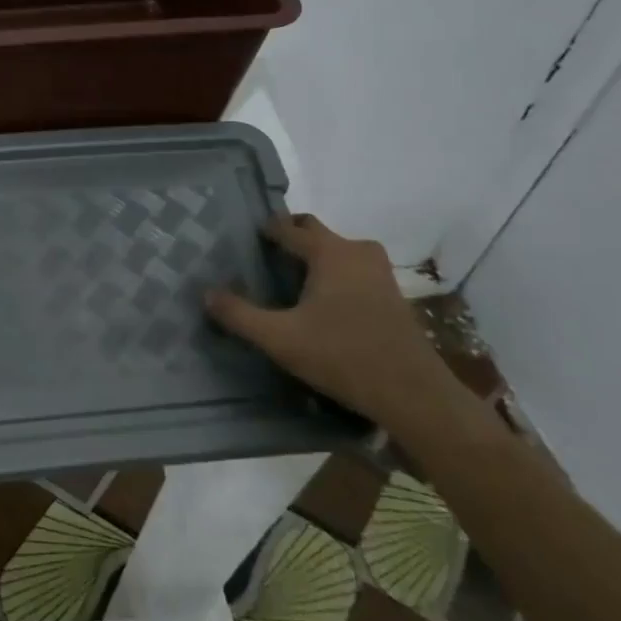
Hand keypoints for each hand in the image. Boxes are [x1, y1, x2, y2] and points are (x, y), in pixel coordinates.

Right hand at [205, 213, 462, 434]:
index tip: (243, 239)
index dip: (264, 230)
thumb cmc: (342, 356)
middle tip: (262, 257)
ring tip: (286, 280)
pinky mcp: (391, 293)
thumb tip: (206, 294)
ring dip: (312, 257)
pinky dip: (332, 274)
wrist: (414, 394)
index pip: (288, 227)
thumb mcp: (280, 339)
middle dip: (289, 237)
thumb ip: (240, 315)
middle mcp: (356, 251)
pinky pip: (352, 268)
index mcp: (330, 252)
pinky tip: (319, 303)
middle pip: (314, 231)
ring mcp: (379, 271)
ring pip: (336, 250)